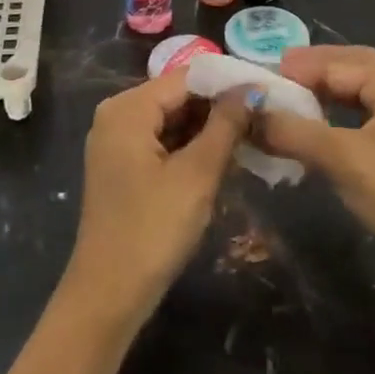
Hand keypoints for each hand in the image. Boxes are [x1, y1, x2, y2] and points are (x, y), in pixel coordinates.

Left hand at [64, 69, 251, 321]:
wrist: (108, 296)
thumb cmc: (153, 229)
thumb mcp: (197, 174)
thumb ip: (225, 125)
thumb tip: (251, 89)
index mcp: (128, 107)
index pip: (187, 77)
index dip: (227, 83)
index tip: (266, 92)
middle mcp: (116, 114)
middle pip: (177, 96)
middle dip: (218, 107)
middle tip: (263, 118)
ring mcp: (116, 141)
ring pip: (171, 120)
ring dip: (207, 129)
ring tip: (251, 136)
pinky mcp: (121, 166)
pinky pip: (161, 141)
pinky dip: (189, 147)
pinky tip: (222, 158)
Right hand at [257, 46, 374, 256]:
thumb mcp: (340, 158)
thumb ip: (293, 131)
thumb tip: (249, 112)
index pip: (337, 64)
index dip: (299, 67)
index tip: (264, 71)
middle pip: (353, 64)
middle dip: (317, 65)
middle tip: (281, 69)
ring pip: (359, 89)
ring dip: (327, 86)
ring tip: (294, 92)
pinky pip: (364, 111)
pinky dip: (338, 109)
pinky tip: (320, 122)